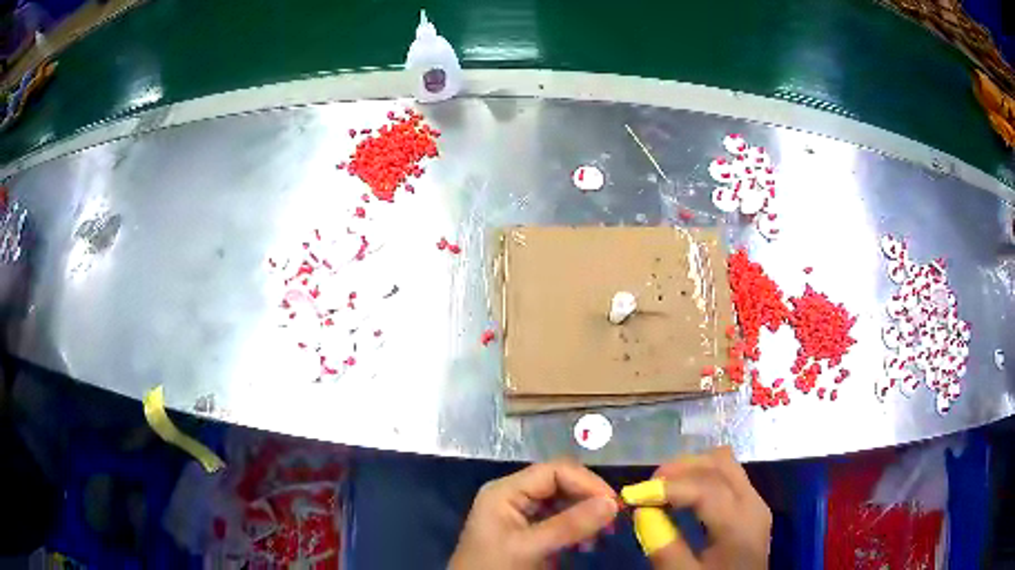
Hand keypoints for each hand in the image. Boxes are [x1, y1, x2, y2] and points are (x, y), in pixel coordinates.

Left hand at [448, 459, 619, 569]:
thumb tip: (613, 503)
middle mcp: (514, 496)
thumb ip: (569, 525)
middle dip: (589, 499)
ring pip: (564, 503)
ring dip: (586, 516)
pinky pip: (560, 521)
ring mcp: (521, 515)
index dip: (587, 483)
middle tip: (613, 521)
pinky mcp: (529, 533)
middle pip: (561, 484)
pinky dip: (578, 529)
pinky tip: (587, 545)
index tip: (613, 504)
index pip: (554, 471)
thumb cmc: (494, 568)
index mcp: (506, 491)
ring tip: (602, 535)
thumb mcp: (529, 547)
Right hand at [621, 447, 770, 568]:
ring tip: (662, 488)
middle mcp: (752, 503)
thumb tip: (643, 513)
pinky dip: (701, 476)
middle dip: (679, 469)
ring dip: (691, 468)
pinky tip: (682, 495)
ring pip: (724, 463)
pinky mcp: (751, 504)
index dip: (667, 487)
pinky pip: (727, 475)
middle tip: (647, 488)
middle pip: (718, 463)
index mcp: (740, 524)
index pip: (706, 488)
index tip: (633, 496)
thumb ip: (665, 550)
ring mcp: (755, 501)